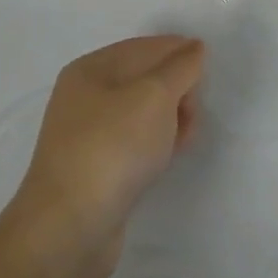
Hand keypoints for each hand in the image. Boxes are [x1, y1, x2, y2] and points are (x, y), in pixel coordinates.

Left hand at [9, 35, 203, 277]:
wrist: (69, 230)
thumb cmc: (113, 147)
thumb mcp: (155, 96)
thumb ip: (180, 67)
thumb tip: (194, 49)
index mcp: (91, 68)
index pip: (144, 47)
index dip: (178, 52)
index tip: (208, 70)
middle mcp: (84, 96)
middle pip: (142, 78)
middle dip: (176, 88)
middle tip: (195, 112)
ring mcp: (86, 135)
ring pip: (140, 113)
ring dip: (168, 118)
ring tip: (186, 137)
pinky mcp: (95, 170)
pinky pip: (133, 143)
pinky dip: (155, 143)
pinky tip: (168, 156)